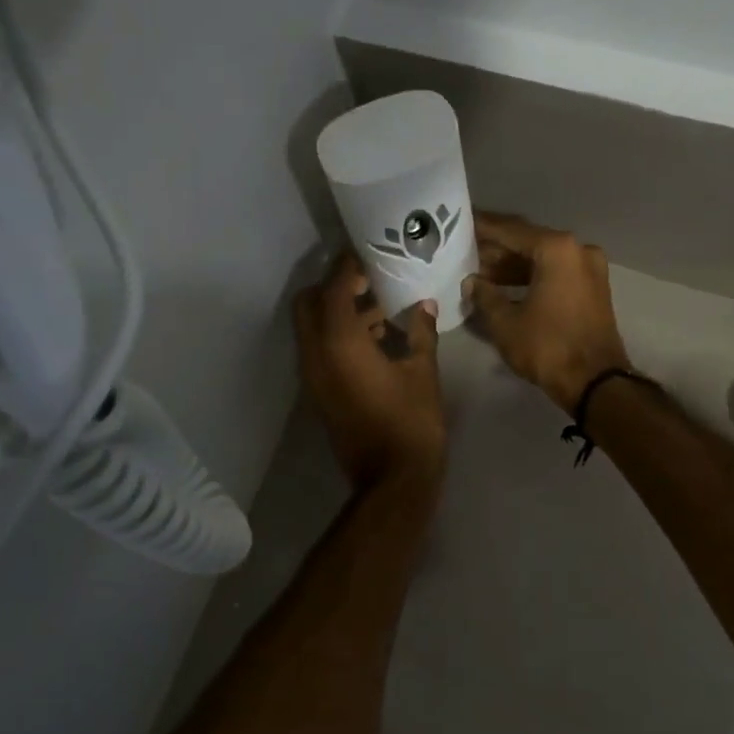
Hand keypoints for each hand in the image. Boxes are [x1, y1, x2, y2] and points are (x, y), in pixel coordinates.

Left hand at [294, 253, 446, 489]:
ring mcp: (313, 376)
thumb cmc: (412, 422)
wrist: (392, 479)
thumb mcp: (423, 373)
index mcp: (340, 343)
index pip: (334, 287)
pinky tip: (376, 340)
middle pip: (309, 303)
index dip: (348, 266)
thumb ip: (421, 333)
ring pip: (312, 328)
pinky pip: (319, 350)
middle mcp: (316, 354)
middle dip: (334, 287)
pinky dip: (338, 336)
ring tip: (380, 309)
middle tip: (369, 282)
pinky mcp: (319, 393)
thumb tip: (424, 306)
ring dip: (337, 312)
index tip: (369, 254)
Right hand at [467, 212, 632, 412]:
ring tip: (479, 273)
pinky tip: (504, 286)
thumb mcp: (505, 322)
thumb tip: (471, 282)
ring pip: (543, 259)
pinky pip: (556, 273)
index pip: (510, 230)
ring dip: (512, 265)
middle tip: (465, 252)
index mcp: (557, 249)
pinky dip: (532, 277)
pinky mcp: (593, 288)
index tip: (460, 223)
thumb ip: (484, 295)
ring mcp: (589, 269)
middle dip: (496, 249)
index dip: (482, 228)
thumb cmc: (547, 347)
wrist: (595, 382)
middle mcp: (577, 250)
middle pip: (529, 242)